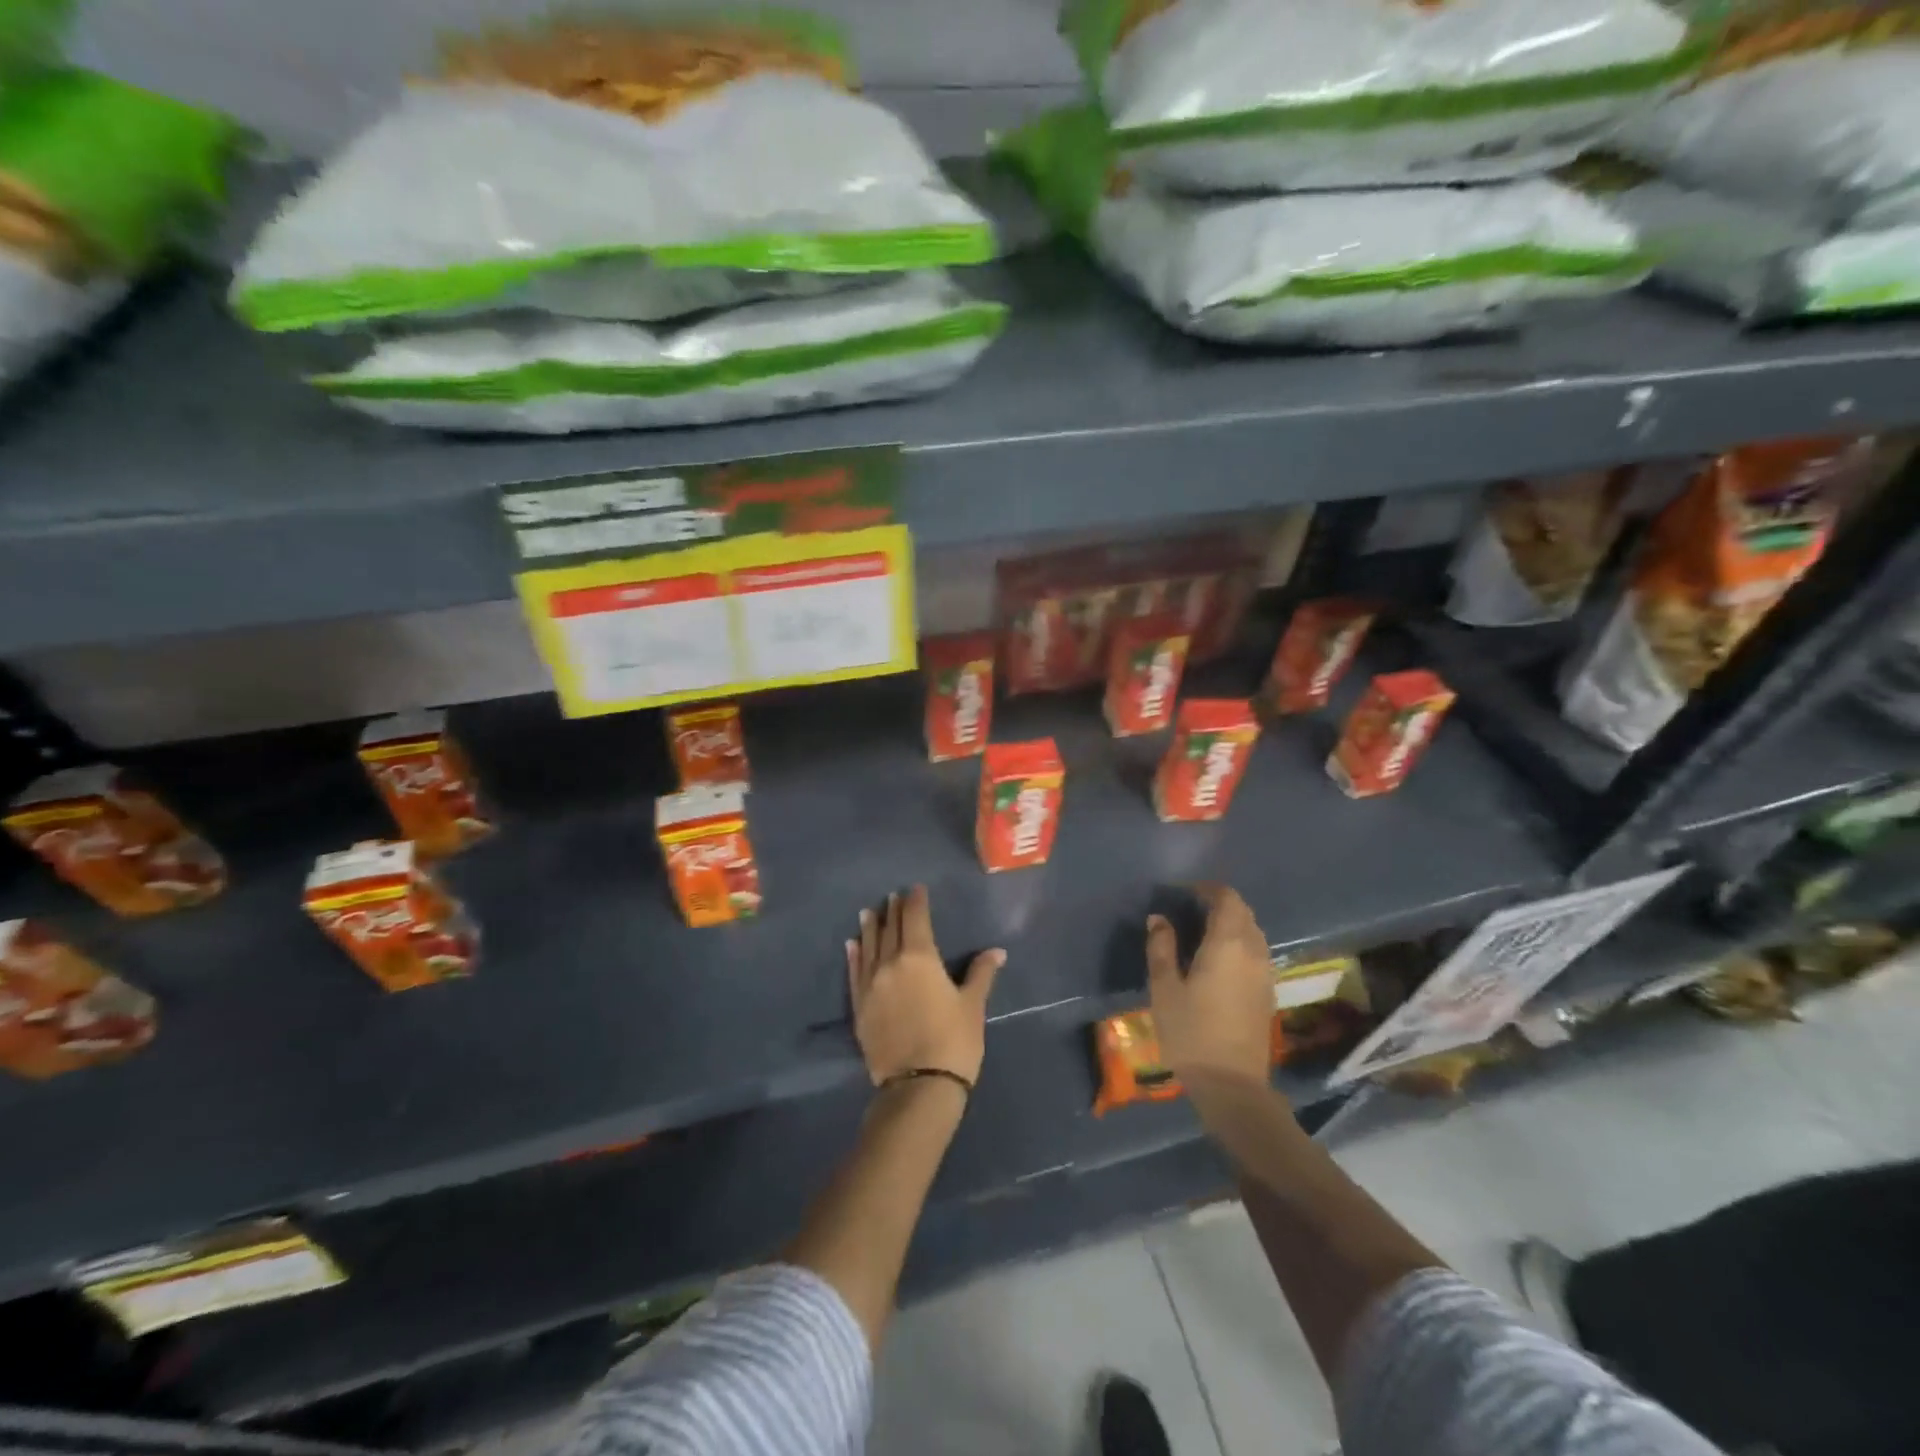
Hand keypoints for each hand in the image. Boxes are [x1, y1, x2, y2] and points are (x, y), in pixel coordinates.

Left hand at [847, 886, 1003, 1086]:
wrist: (918, 1087)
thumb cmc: (953, 1041)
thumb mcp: (972, 1005)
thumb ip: (981, 973)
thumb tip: (997, 951)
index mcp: (919, 957)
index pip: (915, 919)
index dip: (915, 901)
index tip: (916, 889)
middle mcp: (890, 963)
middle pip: (890, 929)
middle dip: (893, 911)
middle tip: (893, 896)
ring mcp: (871, 985)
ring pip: (869, 947)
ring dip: (870, 928)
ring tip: (868, 912)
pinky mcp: (859, 1007)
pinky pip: (854, 972)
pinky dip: (854, 955)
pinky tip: (852, 945)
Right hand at [1145, 884, 1272, 1085]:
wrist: (1232, 1086)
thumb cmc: (1191, 1032)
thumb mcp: (1164, 988)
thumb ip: (1161, 947)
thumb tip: (1159, 919)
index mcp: (1228, 943)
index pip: (1227, 898)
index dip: (1207, 889)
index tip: (1183, 893)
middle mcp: (1254, 951)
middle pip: (1243, 912)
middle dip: (1218, 904)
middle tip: (1188, 911)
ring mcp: (1265, 972)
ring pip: (1252, 932)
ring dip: (1230, 924)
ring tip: (1200, 934)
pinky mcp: (1268, 992)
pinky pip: (1256, 952)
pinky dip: (1238, 944)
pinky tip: (1216, 960)